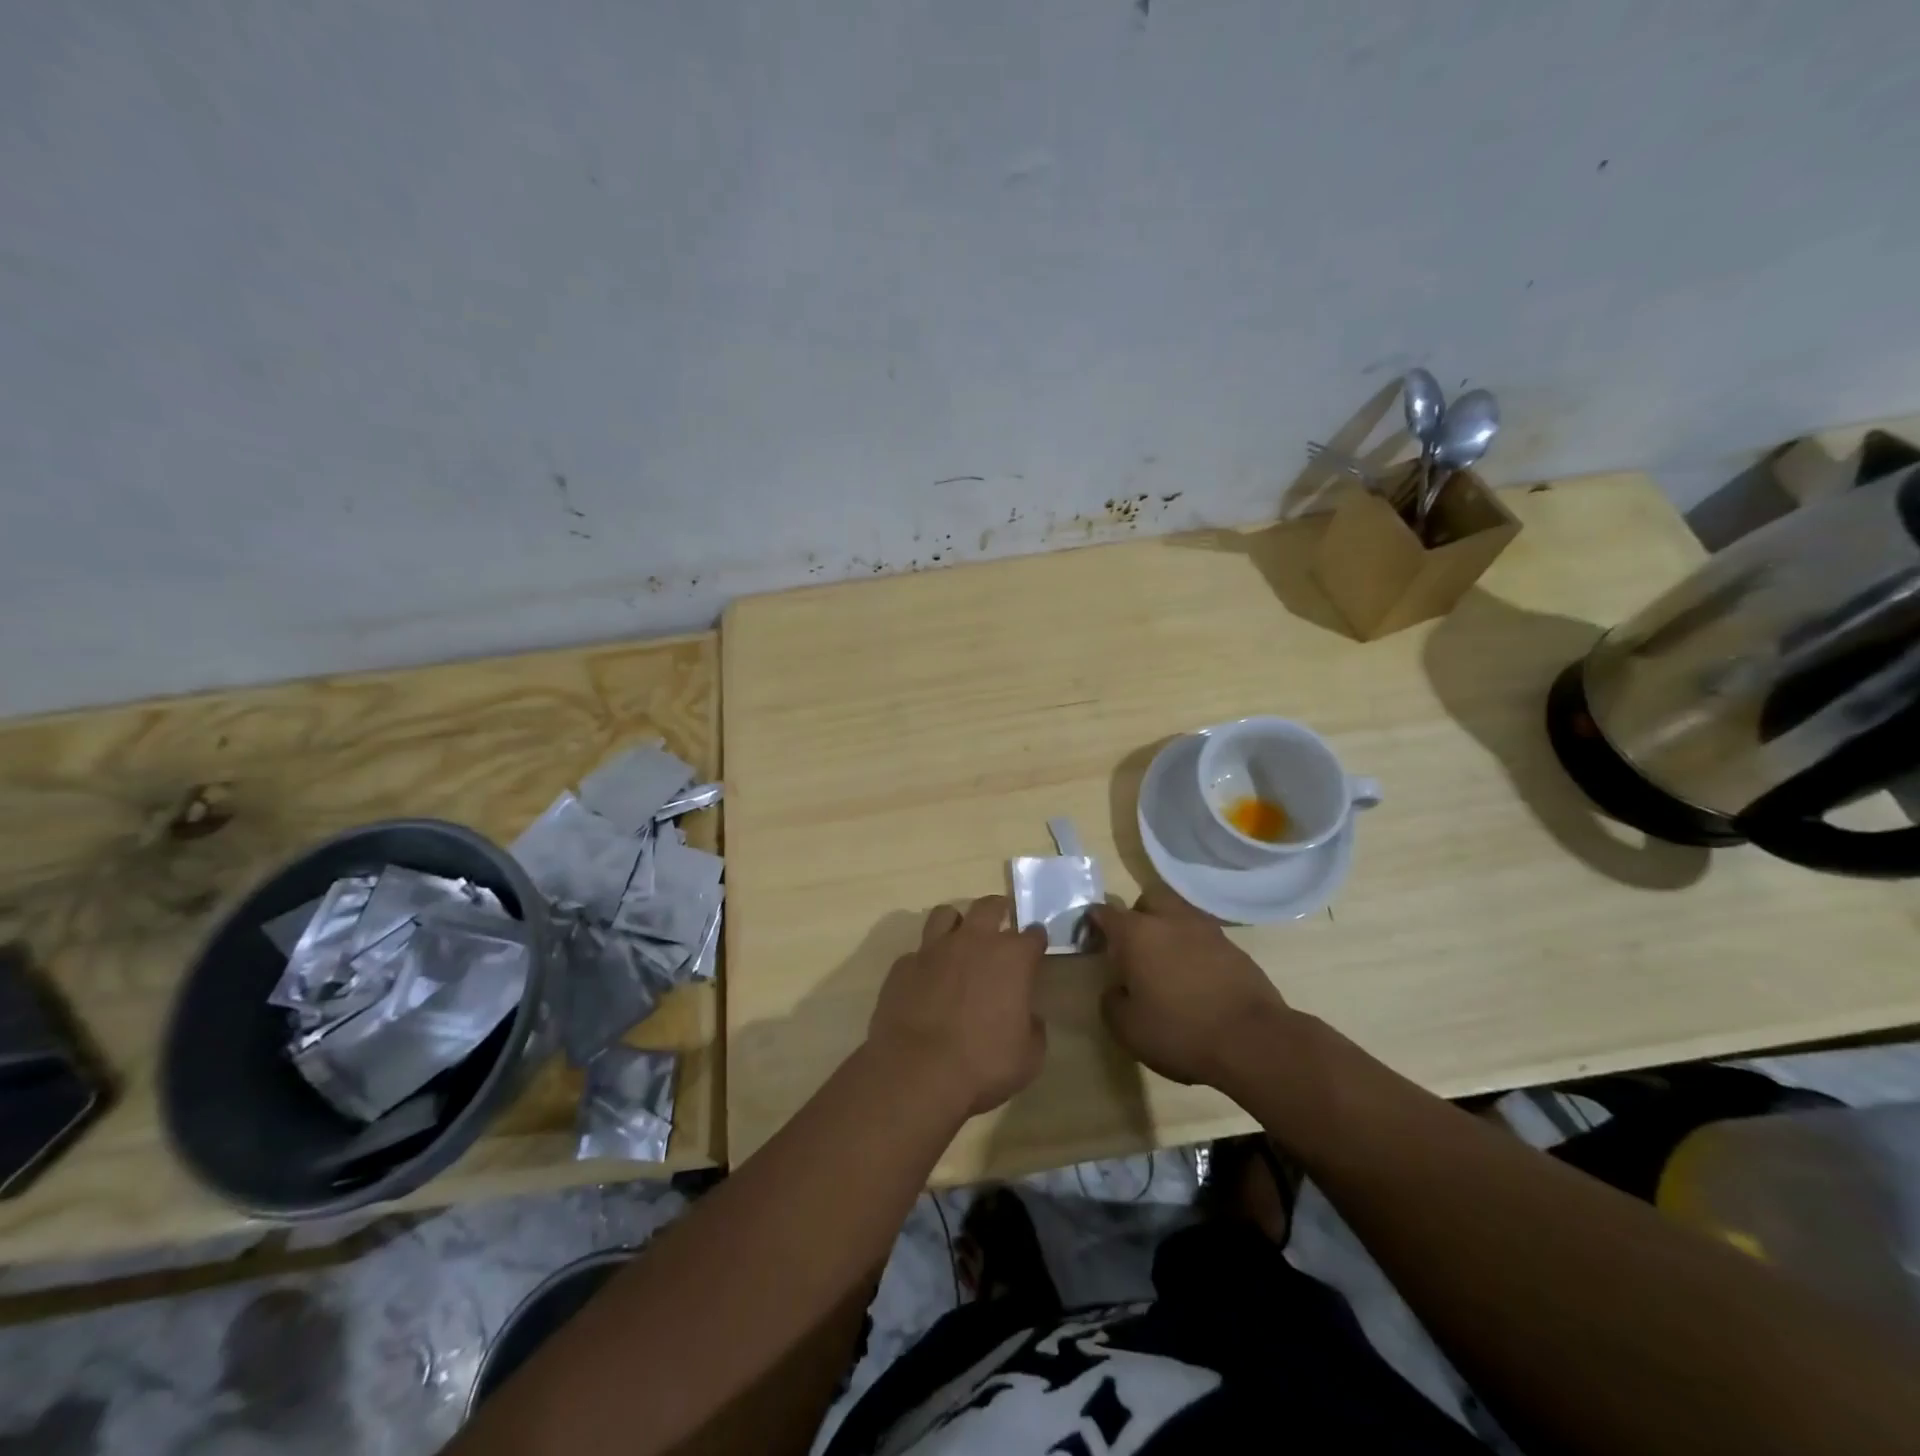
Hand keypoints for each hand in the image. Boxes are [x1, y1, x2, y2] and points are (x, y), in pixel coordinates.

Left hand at [867, 896, 1048, 1117]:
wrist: (918, 1072)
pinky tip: (926, 979)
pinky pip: (917, 952)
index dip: (1036, 940)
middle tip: (1001, 921)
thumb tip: (1028, 1017)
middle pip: (989, 906)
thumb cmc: (983, 1064)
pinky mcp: (903, 965)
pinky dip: (925, 961)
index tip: (1036, 948)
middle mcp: (973, 941)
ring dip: (956, 923)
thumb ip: (1033, 1028)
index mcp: (1011, 958)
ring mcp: (934, 949)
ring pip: (946, 914)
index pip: (1033, 934)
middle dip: (999, 910)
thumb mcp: (1029, 1057)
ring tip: (959, 939)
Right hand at [1090, 889, 1295, 1093]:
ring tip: (1166, 963)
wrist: (1252, 1041)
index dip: (1093, 921)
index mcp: (1136, 933)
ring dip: (1169, 930)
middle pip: (1149, 898)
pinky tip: (1195, 978)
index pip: (1105, 912)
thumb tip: (1116, 989)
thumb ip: (1112, 1001)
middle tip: (1133, 946)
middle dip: (1137, 914)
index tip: (1090, 937)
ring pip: (1180, 914)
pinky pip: (1204, 938)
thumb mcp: (1127, 1028)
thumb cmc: (1179, 1031)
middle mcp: (1170, 920)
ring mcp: (1207, 931)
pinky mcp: (1235, 948)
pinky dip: (1194, 950)